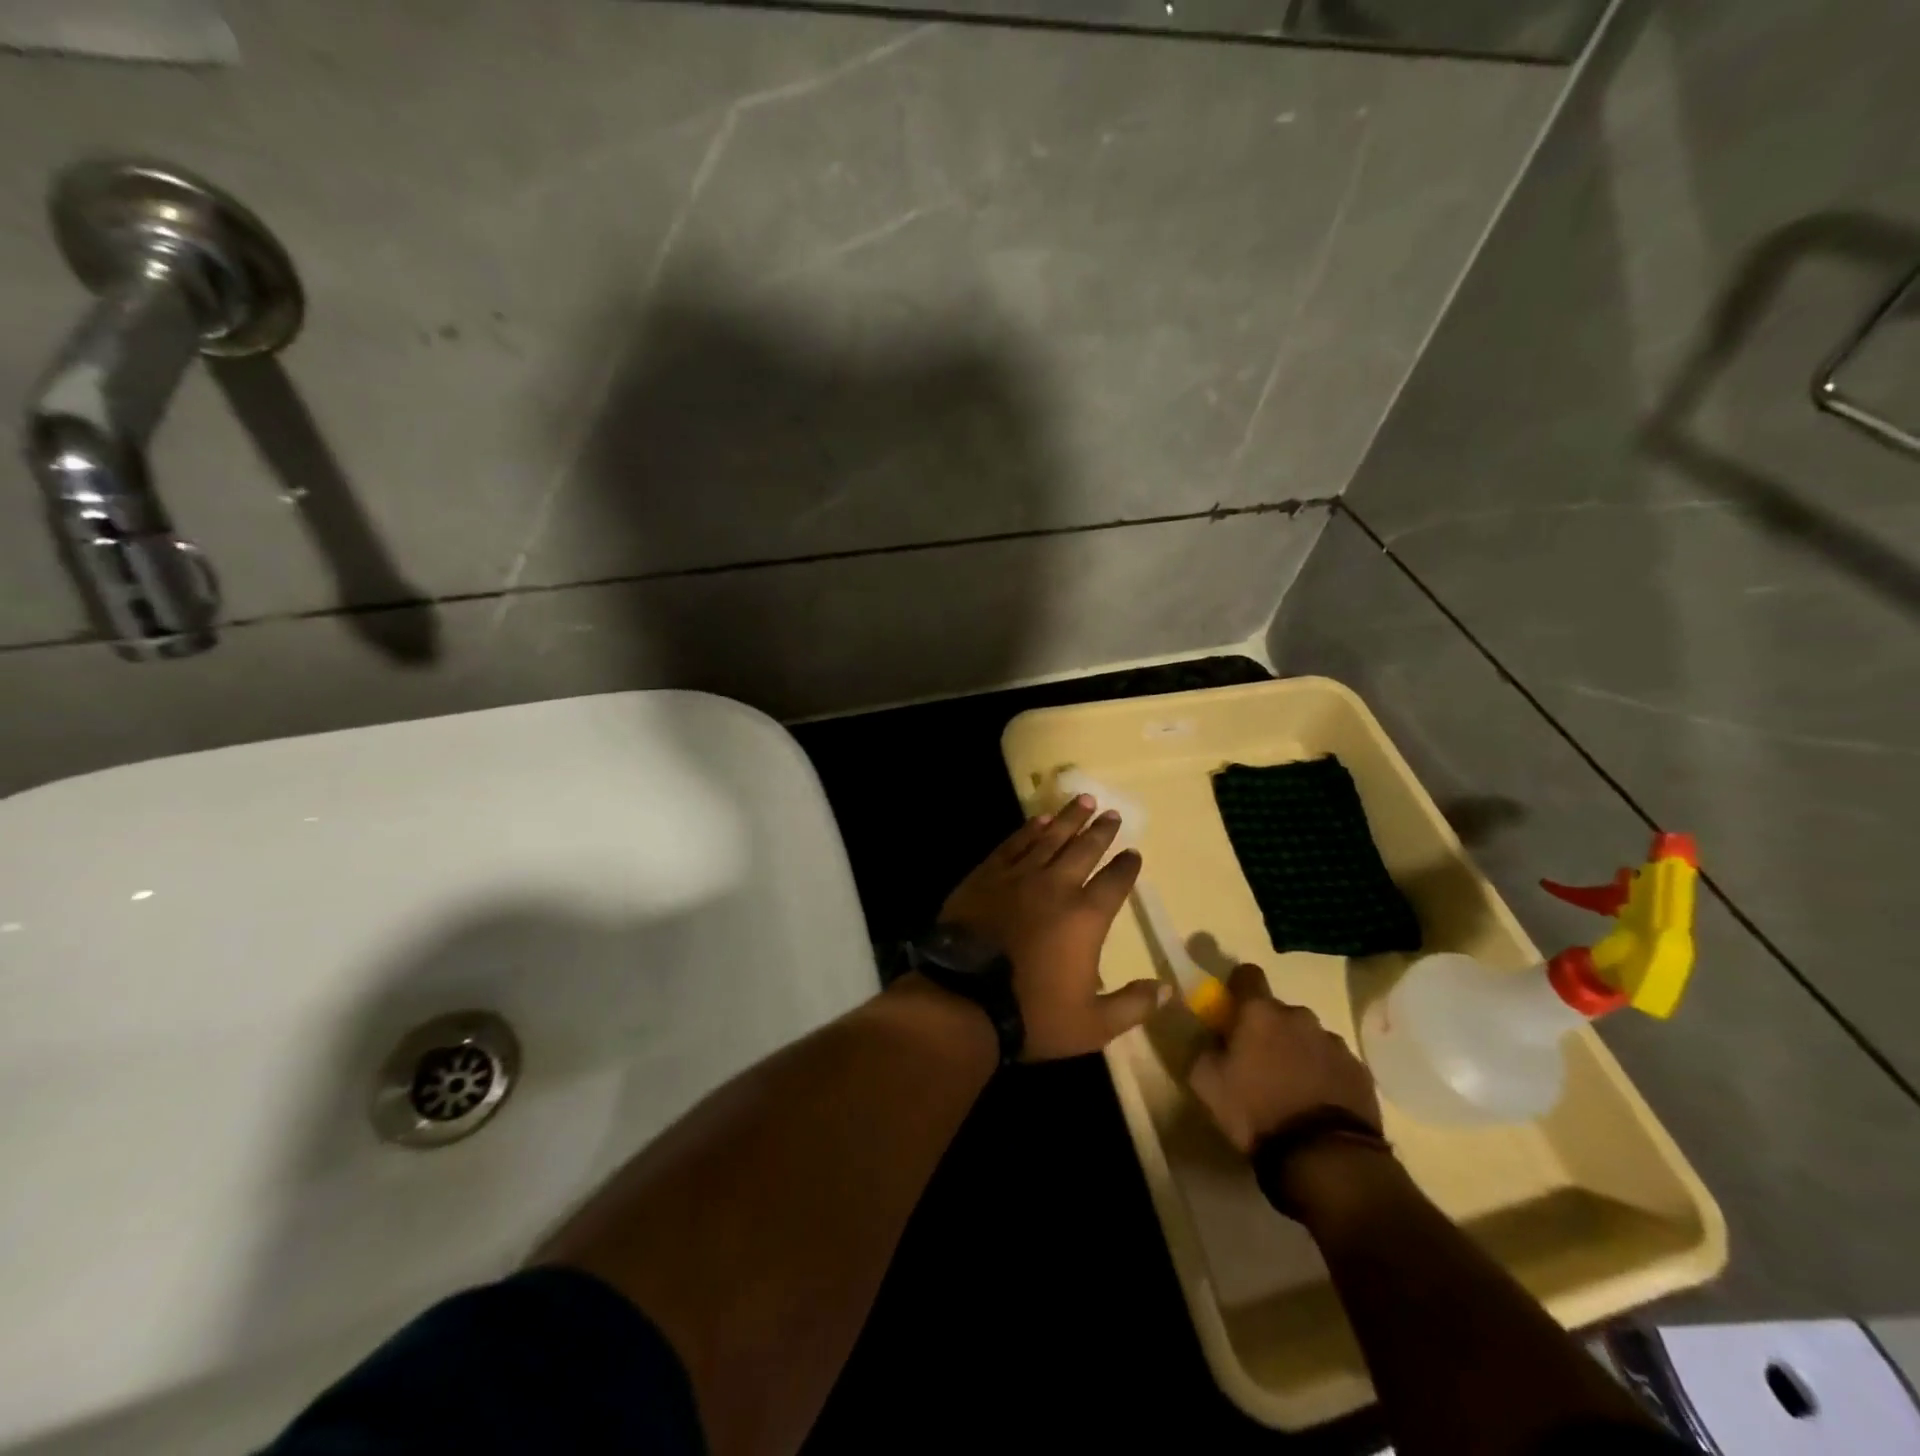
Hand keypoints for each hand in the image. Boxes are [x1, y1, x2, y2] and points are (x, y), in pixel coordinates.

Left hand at [939, 795, 1168, 1060]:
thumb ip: (1133, 1005)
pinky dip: (1028, 829)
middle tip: (1112, 813)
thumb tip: (1168, 989)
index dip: (1127, 866)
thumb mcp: (1093, 1025)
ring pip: (1051, 838)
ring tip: (1084, 801)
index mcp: (1087, 917)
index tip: (1134, 852)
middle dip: (1102, 831)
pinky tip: (1038, 819)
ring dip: (1069, 819)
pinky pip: (1013, 844)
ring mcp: (1019, 877)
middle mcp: (1057, 887)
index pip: (1115, 882)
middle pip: (1085, 849)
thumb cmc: (1033, 1015)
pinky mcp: (987, 875)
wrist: (965, 1000)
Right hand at [1188, 963, 1381, 1152]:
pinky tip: (1317, 1104)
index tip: (1232, 1009)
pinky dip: (1323, 1074)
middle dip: (1269, 1028)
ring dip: (1297, 1051)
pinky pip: (1333, 1062)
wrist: (1326, 1158)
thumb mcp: (1206, 1083)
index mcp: (1260, 1013)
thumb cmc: (1256, 1112)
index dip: (1238, 988)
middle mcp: (1299, 1016)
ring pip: (1308, 1037)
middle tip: (1258, 1062)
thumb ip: (1203, 1049)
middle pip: (1279, 1011)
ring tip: (1291, 1088)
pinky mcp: (1360, 1071)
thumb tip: (1211, 1038)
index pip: (1247, 974)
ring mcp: (1334, 1043)